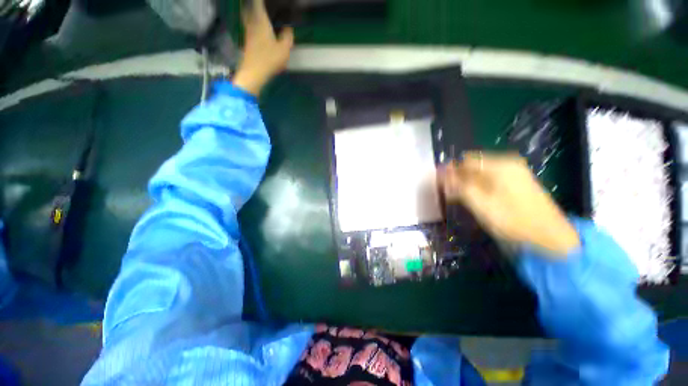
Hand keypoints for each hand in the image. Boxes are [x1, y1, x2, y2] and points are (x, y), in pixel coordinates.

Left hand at [233, 0, 293, 95]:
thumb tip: (288, 29)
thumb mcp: (284, 49)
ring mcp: (248, 33)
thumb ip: (287, 37)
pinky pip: (250, 27)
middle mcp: (252, 24)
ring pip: (248, 17)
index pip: (258, 3)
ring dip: (252, 13)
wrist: (253, 73)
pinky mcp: (248, 42)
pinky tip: (260, 28)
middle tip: (262, 7)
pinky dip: (253, 23)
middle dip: (254, 5)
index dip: (261, 1)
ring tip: (262, 15)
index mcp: (261, 21)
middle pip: (249, 8)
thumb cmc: (269, 59)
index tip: (266, 2)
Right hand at [439, 153, 579, 256]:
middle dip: (458, 177)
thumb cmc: (512, 220)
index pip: (465, 160)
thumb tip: (442, 174)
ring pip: (480, 172)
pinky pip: (490, 178)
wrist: (549, 236)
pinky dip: (478, 186)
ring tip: (458, 197)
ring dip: (466, 183)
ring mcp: (513, 172)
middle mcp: (507, 163)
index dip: (450, 171)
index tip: (439, 184)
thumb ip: (459, 187)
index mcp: (499, 165)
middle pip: (473, 165)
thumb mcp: (480, 204)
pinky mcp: (516, 181)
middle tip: (448, 193)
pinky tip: (473, 197)